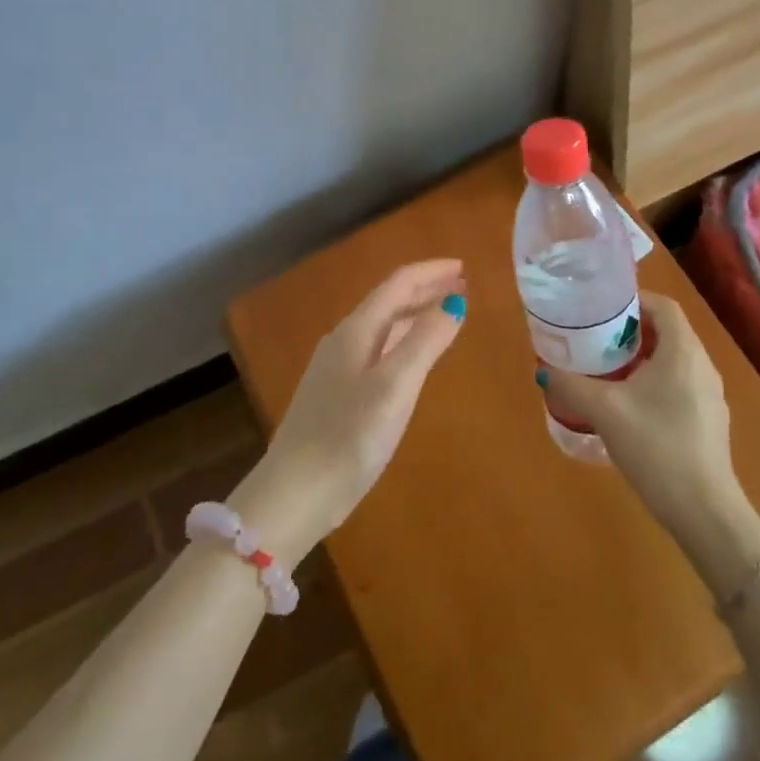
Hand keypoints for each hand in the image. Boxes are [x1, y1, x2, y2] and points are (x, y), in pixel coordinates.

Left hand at [235, 260, 465, 563]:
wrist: (295, 493)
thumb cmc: (349, 436)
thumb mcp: (395, 386)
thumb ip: (426, 341)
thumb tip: (455, 301)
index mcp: (356, 331)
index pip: (397, 284)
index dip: (431, 272)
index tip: (464, 267)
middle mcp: (344, 341)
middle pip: (389, 301)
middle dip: (426, 289)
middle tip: (462, 286)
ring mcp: (337, 368)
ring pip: (384, 327)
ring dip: (416, 314)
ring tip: (446, 313)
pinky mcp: (337, 395)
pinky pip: (378, 350)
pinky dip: (404, 341)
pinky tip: (414, 357)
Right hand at [542, 293, 741, 536]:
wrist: (703, 510)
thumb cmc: (655, 447)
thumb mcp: (604, 411)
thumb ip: (572, 385)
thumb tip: (544, 369)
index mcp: (683, 351)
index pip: (663, 306)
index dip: (634, 301)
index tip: (603, 312)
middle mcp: (703, 364)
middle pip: (668, 331)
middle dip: (633, 331)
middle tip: (598, 341)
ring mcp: (711, 394)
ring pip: (675, 360)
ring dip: (643, 358)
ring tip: (609, 372)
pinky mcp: (710, 420)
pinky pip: (681, 384)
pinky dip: (656, 382)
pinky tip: (632, 407)